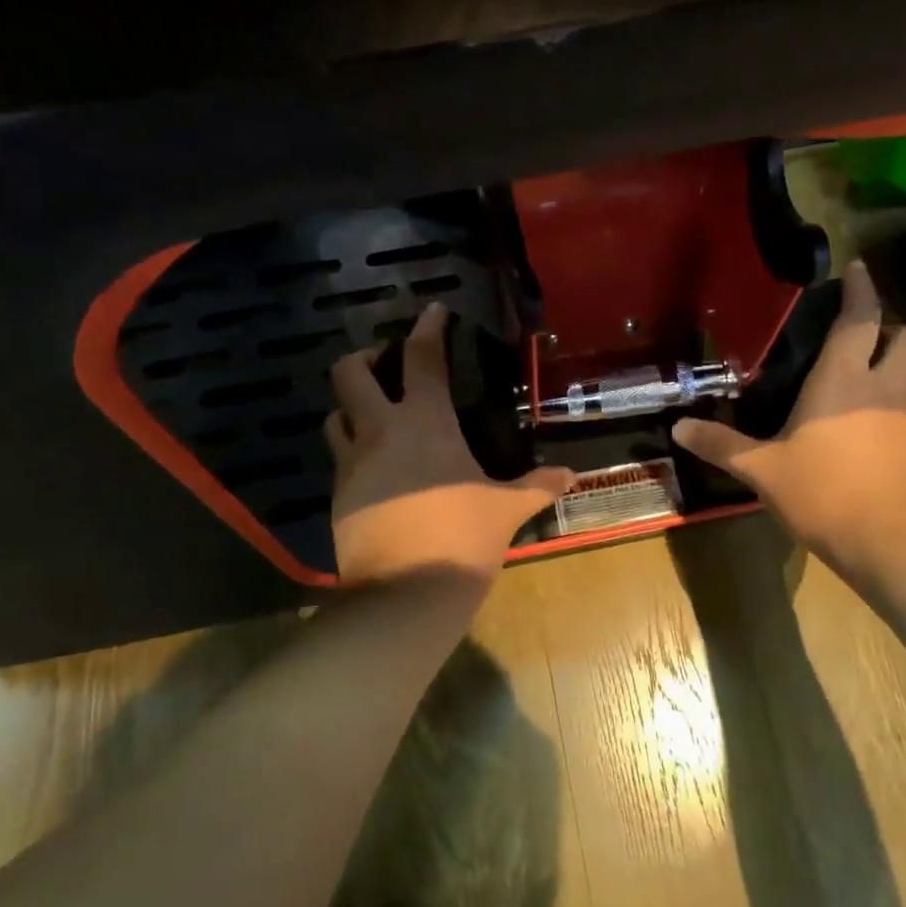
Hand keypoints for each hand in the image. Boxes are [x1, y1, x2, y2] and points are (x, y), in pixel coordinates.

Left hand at [325, 305, 574, 585]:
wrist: (405, 594)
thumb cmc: (462, 538)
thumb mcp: (506, 510)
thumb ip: (537, 486)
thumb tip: (571, 474)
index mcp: (424, 423)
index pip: (421, 359)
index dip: (426, 329)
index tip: (432, 311)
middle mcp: (380, 433)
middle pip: (349, 374)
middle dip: (363, 358)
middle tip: (384, 364)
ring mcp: (352, 465)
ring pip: (334, 418)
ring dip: (351, 409)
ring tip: (375, 417)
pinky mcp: (338, 498)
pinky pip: (341, 462)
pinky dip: (355, 454)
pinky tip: (379, 472)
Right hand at [672, 260, 905, 558]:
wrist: (884, 539)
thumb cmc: (819, 492)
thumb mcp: (760, 469)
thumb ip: (720, 445)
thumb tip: (678, 428)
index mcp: (841, 380)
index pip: (859, 320)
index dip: (861, 290)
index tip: (857, 268)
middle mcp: (880, 389)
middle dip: (895, 327)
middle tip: (865, 336)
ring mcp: (904, 418)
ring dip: (901, 367)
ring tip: (871, 377)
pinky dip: (898, 405)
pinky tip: (873, 423)